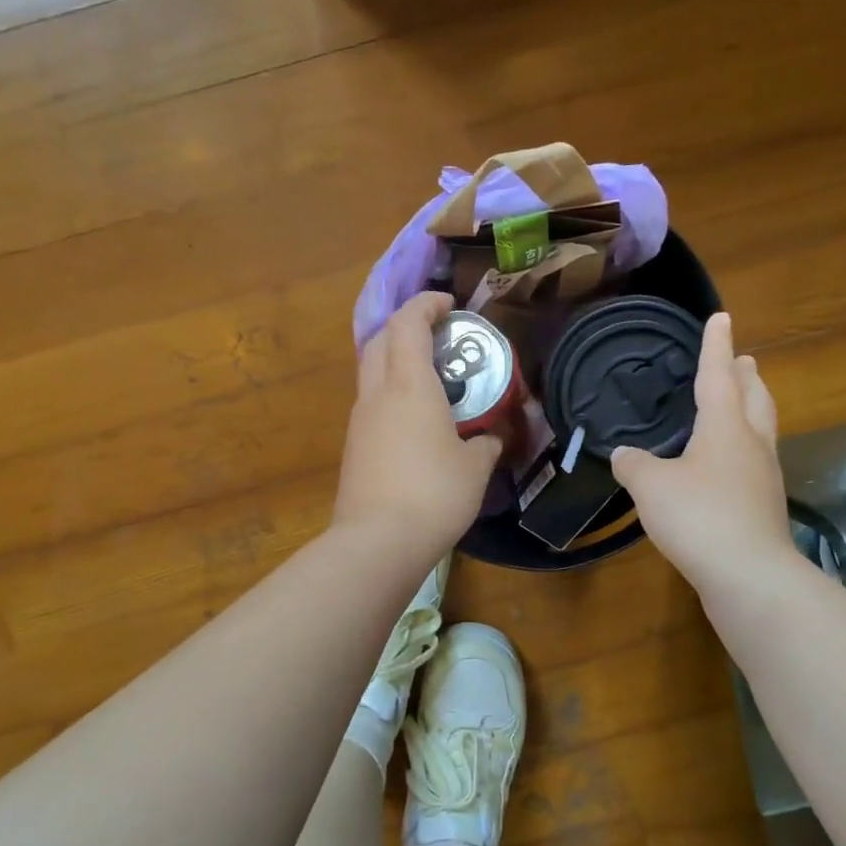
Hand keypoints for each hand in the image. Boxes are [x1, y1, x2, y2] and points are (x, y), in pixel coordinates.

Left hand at [334, 292, 502, 558]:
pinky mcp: (353, 446)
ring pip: (371, 371)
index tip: (449, 305)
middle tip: (439, 337)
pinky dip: (391, 394)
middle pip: (381, 340)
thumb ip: (486, 444)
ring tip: (431, 379)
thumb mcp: (475, 468)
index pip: (408, 323)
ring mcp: (359, 420)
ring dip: (396, 361)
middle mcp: (377, 394)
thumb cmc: (434, 494)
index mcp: (409, 385)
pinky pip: (371, 403)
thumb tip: (492, 438)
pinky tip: (415, 420)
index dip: (426, 304)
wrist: (378, 541)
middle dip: (406, 327)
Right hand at [611, 313, 797, 594]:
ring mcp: (764, 476)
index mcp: (726, 426)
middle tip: (741, 359)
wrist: (748, 574)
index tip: (721, 318)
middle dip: (746, 376)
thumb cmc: (698, 516)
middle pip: (754, 398)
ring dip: (751, 408)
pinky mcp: (763, 507)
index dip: (715, 345)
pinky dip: (742, 448)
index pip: (719, 375)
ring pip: (761, 429)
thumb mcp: (651, 486)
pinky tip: (725, 464)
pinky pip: (753, 462)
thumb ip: (634, 464)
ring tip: (740, 402)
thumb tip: (626, 454)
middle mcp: (752, 444)